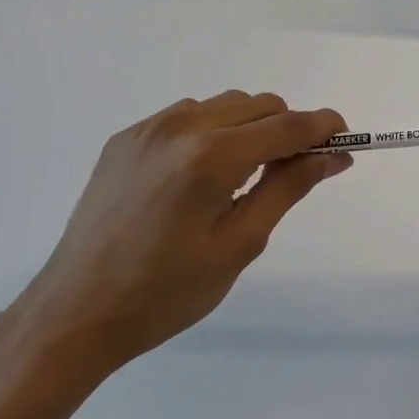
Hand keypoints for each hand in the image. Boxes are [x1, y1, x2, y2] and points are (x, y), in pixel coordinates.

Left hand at [12, 92, 349, 378]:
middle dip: (288, 130)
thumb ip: (289, 188)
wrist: (74, 313)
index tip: (345, 141)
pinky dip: (213, 131)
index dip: (324, 128)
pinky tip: (201, 175)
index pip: (288, 125)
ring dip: (251, 128)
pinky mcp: (126, 138)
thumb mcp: (239, 245)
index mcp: (212, 157)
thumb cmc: (165, 292)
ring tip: (243, 177)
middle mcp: (181, 127)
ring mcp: (148, 128)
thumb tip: (334, 156)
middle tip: (294, 173)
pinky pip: (188, 115)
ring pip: (226, 105)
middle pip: (261, 105)